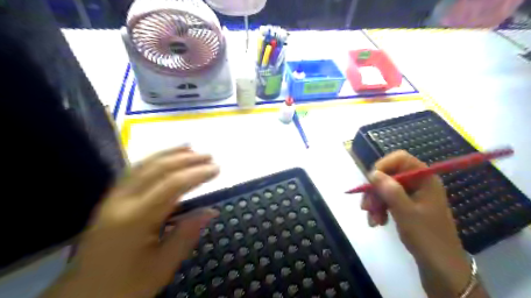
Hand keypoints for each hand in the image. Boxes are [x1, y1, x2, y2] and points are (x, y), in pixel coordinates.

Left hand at [40, 145, 219, 297]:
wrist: (82, 297)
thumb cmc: (126, 286)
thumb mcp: (162, 266)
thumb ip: (187, 234)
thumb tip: (211, 211)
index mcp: (134, 220)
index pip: (171, 186)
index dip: (196, 174)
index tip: (217, 169)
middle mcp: (121, 201)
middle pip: (157, 170)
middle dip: (186, 159)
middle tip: (209, 156)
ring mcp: (112, 198)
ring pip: (143, 166)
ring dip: (169, 153)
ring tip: (190, 147)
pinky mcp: (111, 199)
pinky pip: (134, 171)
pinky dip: (153, 160)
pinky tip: (165, 157)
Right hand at [359, 151, 483, 297]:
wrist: (441, 267)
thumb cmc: (427, 237)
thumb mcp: (406, 213)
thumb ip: (390, 190)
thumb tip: (373, 173)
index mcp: (425, 179)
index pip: (401, 159)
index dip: (383, 165)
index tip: (371, 181)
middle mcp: (418, 183)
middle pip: (389, 175)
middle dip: (375, 190)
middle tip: (366, 207)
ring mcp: (412, 195)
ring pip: (385, 188)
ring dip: (375, 203)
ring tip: (372, 220)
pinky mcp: (407, 206)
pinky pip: (387, 200)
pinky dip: (379, 209)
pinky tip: (377, 223)